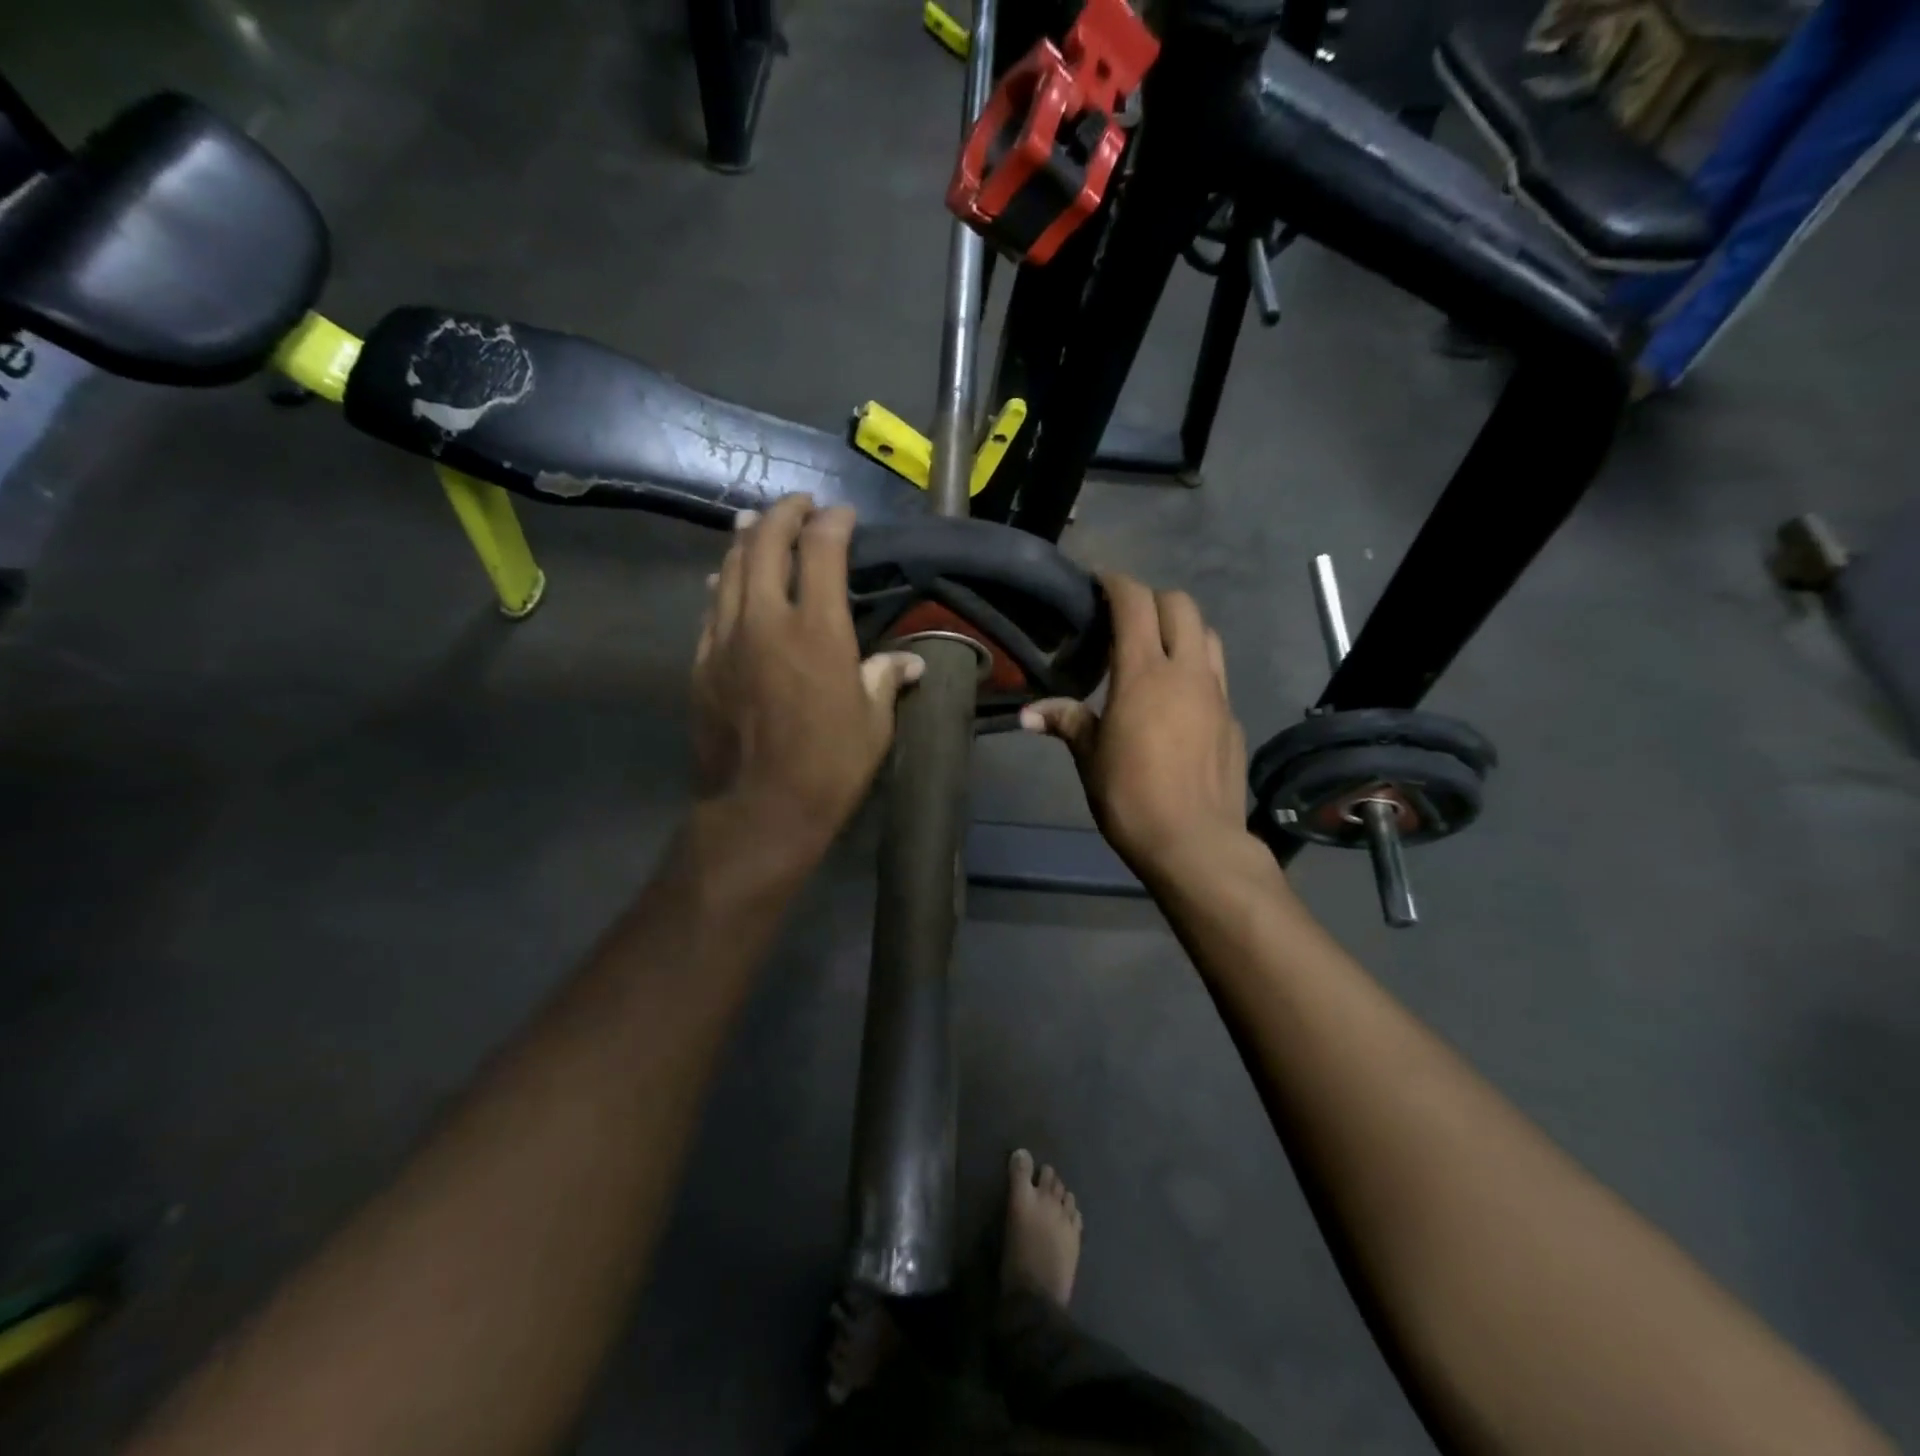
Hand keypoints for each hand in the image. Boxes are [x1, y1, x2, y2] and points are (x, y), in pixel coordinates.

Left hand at [693, 496, 922, 845]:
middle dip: (783, 514)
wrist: (760, 809)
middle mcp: (765, 620)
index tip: (843, 515)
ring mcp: (726, 639)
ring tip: (754, 523)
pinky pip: (711, 608)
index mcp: (817, 630)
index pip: (821, 551)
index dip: (833, 524)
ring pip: (729, 569)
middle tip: (798, 505)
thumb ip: (886, 679)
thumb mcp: (873, 723)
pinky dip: (723, 583)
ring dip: (745, 540)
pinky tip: (724, 579)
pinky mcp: (702, 663)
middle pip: (764, 544)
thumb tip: (910, 663)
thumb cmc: (830, 766)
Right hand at [1022, 573, 1250, 877]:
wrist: (1196, 843)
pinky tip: (1179, 701)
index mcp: (1146, 673)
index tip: (1099, 582)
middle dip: (1152, 600)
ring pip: (1208, 635)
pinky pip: (1217, 676)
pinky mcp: (1233, 719)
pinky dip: (1197, 670)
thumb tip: (1027, 713)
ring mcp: (1218, 694)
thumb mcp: (1090, 758)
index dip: (1117, 583)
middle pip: (1181, 605)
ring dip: (1182, 629)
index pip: (1136, 603)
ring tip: (1157, 651)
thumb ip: (1066, 723)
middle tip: (1126, 620)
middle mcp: (1188, 672)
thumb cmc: (1131, 797)